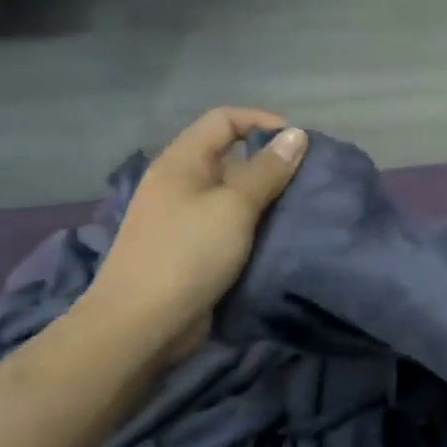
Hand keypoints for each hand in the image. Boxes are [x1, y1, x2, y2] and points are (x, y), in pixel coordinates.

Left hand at [80, 107, 307, 360]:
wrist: (139, 327)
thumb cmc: (187, 254)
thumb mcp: (235, 206)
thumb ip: (268, 170)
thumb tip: (297, 135)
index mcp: (182, 162)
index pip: (224, 119)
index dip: (262, 121)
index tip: (298, 143)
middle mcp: (180, 183)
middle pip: (230, 155)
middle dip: (270, 162)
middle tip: (306, 178)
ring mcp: (183, 217)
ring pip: (233, 192)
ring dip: (266, 196)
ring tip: (300, 206)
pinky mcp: (191, 248)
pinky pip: (229, 223)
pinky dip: (254, 224)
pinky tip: (279, 235)